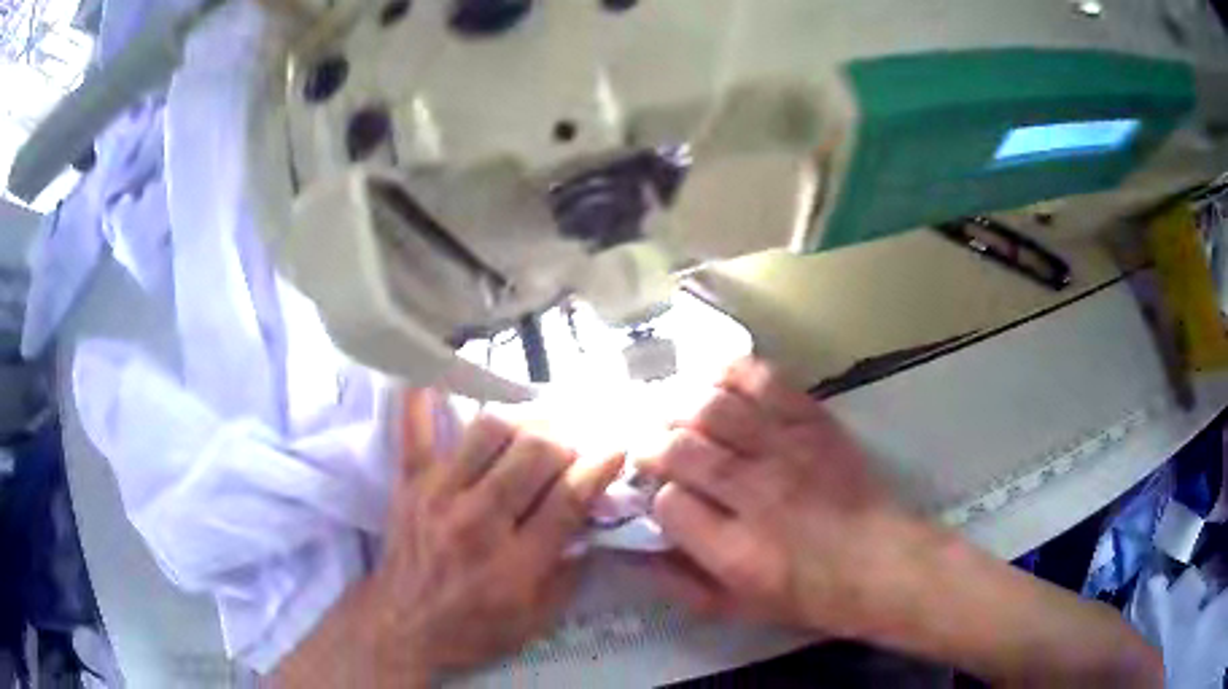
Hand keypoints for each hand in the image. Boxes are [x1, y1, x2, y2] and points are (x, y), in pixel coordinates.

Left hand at [277, 389, 622, 687]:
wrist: (403, 626)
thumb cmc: (475, 629)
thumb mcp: (539, 618)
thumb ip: (574, 569)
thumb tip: (597, 518)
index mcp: (516, 562)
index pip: (569, 497)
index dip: (600, 465)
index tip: (617, 446)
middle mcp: (478, 520)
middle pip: (534, 453)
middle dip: (566, 440)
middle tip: (575, 443)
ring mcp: (438, 494)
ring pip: (489, 430)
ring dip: (522, 421)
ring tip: (535, 427)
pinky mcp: (409, 482)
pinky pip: (412, 427)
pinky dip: (421, 395)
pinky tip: (436, 371)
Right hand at [640, 358, 911, 636]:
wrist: (881, 562)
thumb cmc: (809, 595)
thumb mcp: (737, 608)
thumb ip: (678, 582)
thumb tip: (629, 553)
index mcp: (735, 550)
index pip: (667, 504)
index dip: (654, 498)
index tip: (659, 500)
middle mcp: (756, 493)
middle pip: (681, 449)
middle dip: (651, 446)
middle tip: (647, 450)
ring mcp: (787, 450)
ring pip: (713, 409)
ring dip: (680, 408)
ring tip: (673, 418)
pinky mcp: (813, 422)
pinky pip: (764, 381)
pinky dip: (731, 374)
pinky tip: (714, 382)